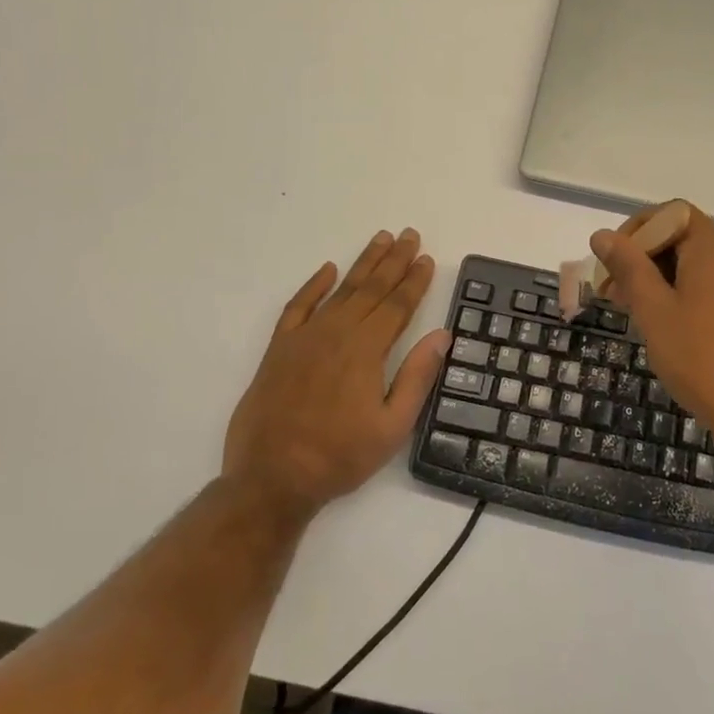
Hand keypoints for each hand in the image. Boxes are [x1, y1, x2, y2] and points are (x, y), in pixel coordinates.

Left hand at [221, 229, 446, 523]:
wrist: (271, 478)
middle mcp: (337, 333)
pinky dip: (313, 285)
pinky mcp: (279, 348)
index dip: (415, 281)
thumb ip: (417, 377)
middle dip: (394, 260)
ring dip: (363, 263)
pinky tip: (327, 269)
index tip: (427, 258)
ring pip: (340, 290)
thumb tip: (442, 335)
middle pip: (372, 288)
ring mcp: (305, 337)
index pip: (398, 305)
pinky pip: (298, 306)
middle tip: (409, 234)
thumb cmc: (339, 456)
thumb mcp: (392, 427)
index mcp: (367, 350)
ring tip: (381, 239)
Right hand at [589, 204, 713, 474]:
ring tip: (647, 319)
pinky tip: (683, 332)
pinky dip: (697, 295)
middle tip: (618, 299)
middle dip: (647, 260)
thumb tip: (603, 235)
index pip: (669, 214)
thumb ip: (628, 267)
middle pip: (686, 238)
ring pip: (705, 265)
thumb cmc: (703, 360)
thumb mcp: (654, 311)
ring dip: (669, 280)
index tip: (612, 268)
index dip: (635, 233)